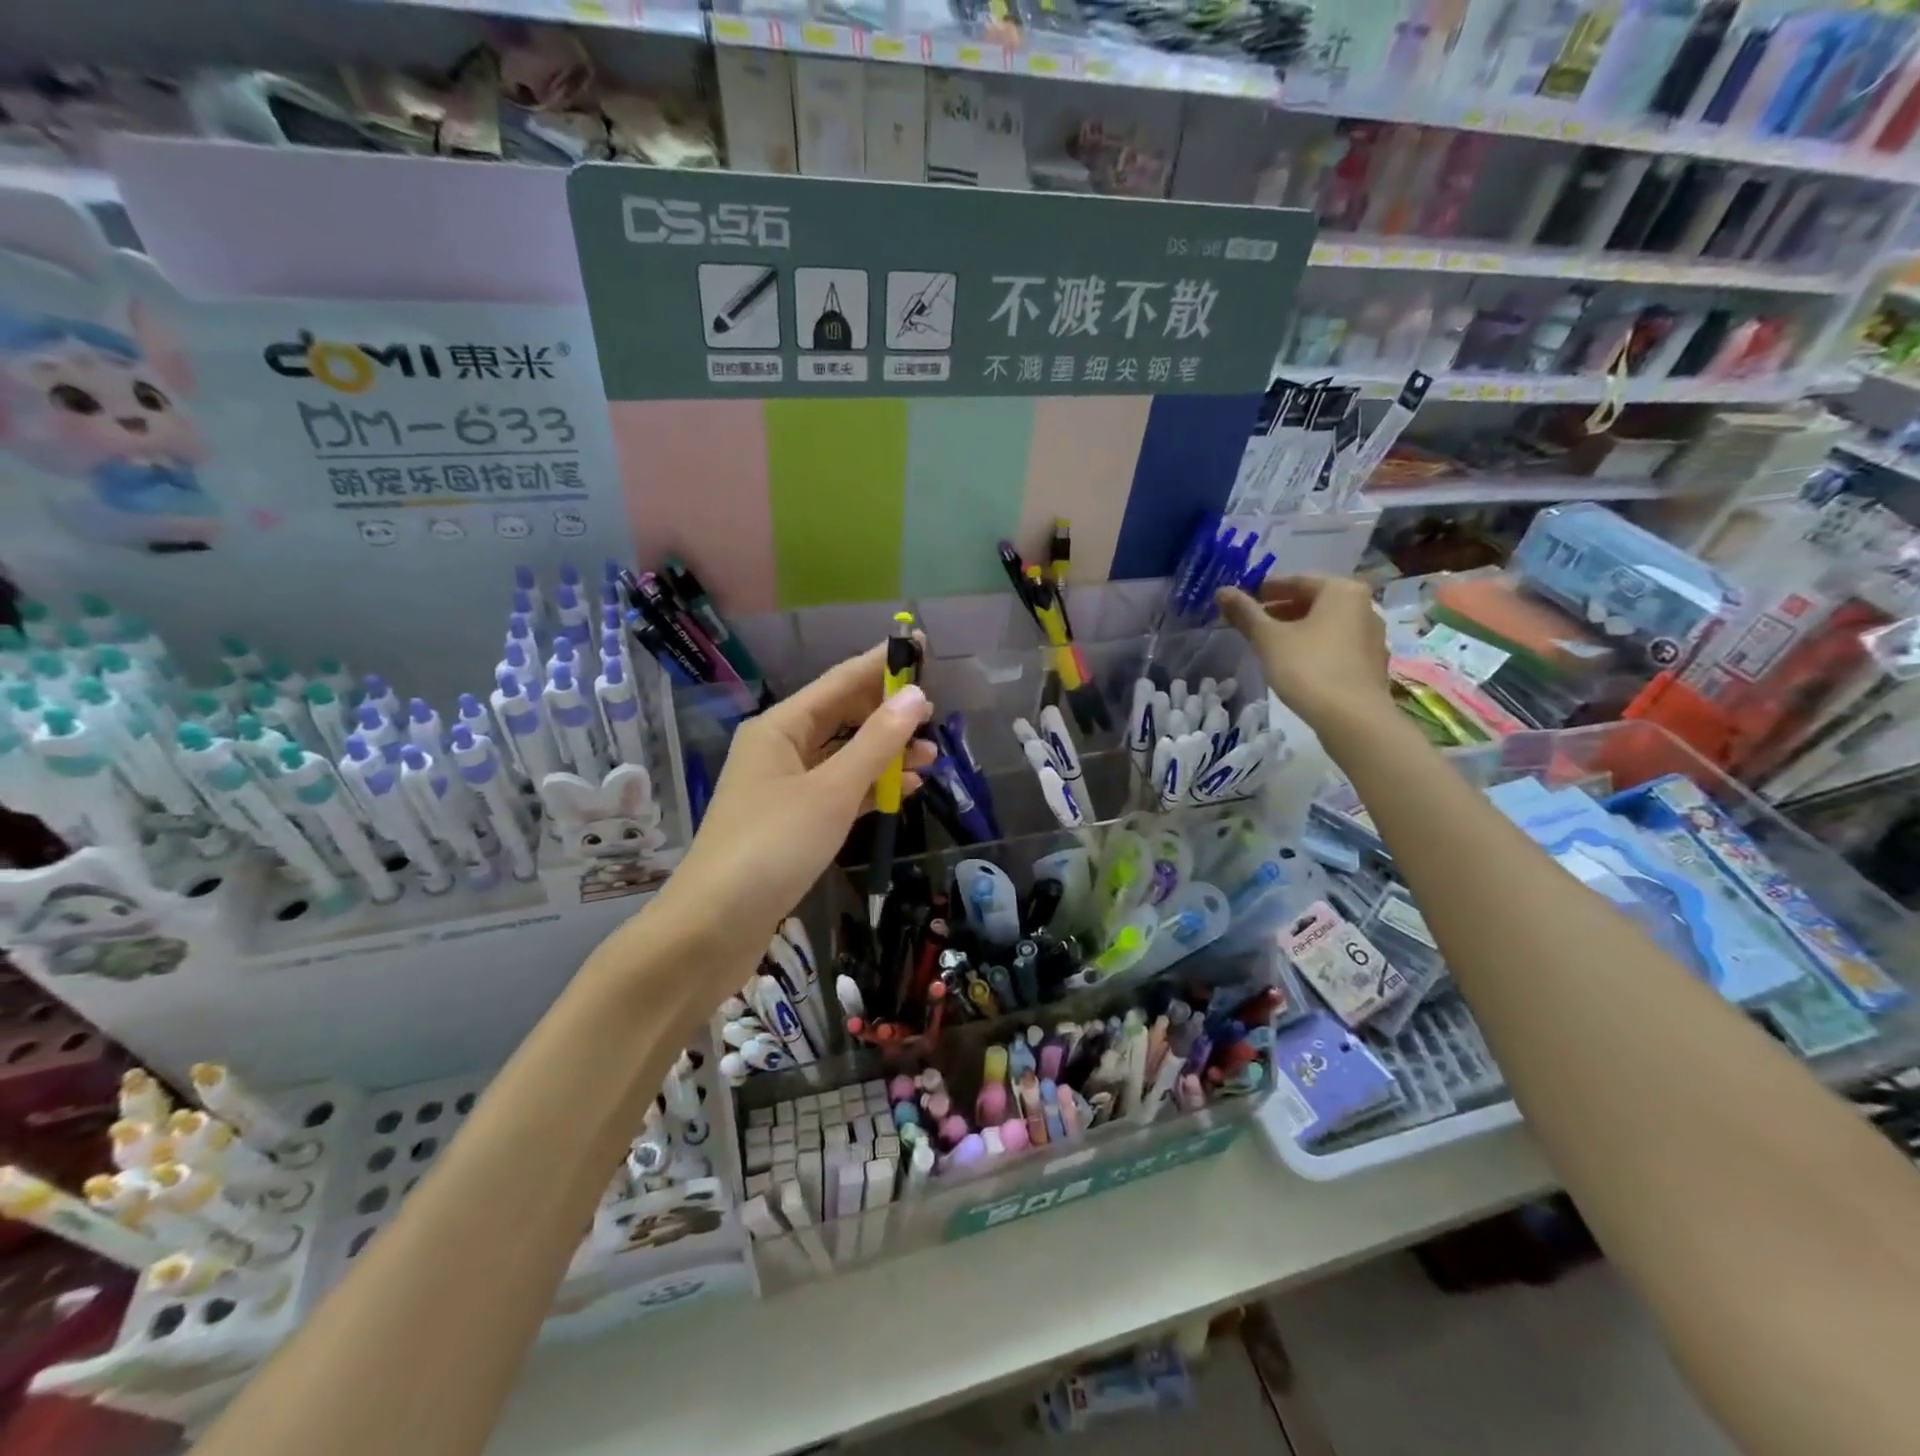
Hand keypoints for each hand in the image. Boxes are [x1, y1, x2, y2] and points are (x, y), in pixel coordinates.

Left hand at [647, 642, 934, 994]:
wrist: (714, 926)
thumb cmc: (772, 846)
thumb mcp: (831, 791)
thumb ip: (876, 743)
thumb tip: (916, 697)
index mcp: (779, 727)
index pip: (839, 682)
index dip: (881, 664)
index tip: (922, 646)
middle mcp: (779, 749)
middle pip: (841, 717)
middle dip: (886, 713)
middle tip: (934, 711)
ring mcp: (784, 788)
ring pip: (843, 756)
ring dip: (884, 753)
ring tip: (932, 755)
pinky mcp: (792, 823)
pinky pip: (838, 790)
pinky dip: (869, 787)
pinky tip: (904, 787)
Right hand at [1216, 576, 1390, 733]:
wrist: (1352, 718)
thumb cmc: (1308, 668)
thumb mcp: (1268, 638)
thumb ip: (1245, 612)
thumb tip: (1222, 590)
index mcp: (1342, 590)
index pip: (1296, 581)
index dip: (1264, 589)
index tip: (1241, 600)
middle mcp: (1364, 605)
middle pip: (1313, 601)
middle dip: (1279, 610)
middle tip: (1250, 622)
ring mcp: (1372, 635)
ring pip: (1325, 624)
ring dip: (1296, 628)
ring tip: (1267, 643)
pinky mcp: (1371, 662)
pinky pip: (1336, 644)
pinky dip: (1313, 645)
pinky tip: (1294, 662)